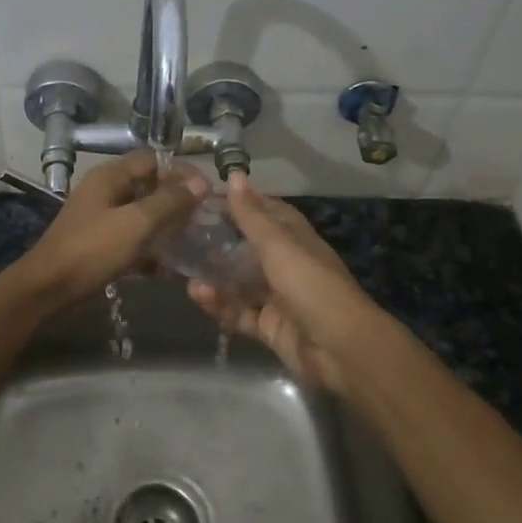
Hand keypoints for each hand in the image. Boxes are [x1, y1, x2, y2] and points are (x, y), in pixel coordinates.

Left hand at [13, 151, 207, 310]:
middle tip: (203, 219)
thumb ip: (170, 202)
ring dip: (165, 227)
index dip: (181, 171)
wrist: (47, 290)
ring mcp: (100, 219)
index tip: (207, 191)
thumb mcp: (136, 224)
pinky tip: (168, 268)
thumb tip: (202, 183)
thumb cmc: (92, 250)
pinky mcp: (99, 246)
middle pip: (148, 187)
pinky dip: (149, 250)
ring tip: (193, 242)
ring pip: (141, 215)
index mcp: (110, 177)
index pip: (153, 160)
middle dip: (177, 201)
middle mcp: (105, 192)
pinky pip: (131, 240)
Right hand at [186, 173, 383, 392]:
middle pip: (248, 247)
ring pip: (239, 281)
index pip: (264, 212)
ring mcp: (277, 297)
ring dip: (214, 274)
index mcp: (295, 238)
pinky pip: (238, 312)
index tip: (202, 198)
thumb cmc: (310, 285)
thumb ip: (251, 215)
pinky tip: (197, 294)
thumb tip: (234, 174)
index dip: (238, 203)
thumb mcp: (278, 245)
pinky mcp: (268, 326)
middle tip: (181, 231)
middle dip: (219, 240)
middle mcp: (286, 264)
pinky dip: (219, 304)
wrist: (340, 348)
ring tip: (183, 266)